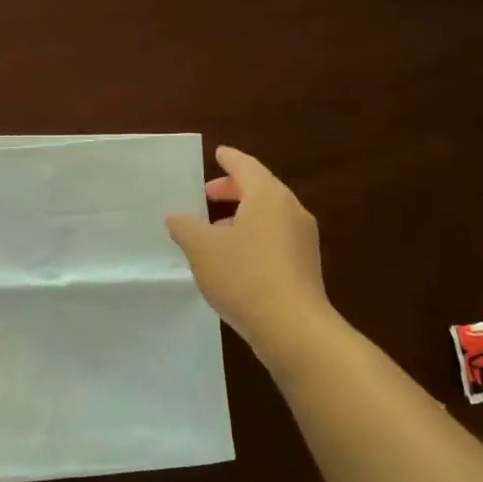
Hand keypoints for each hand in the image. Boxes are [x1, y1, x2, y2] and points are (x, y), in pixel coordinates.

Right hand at [166, 146, 333, 349]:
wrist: (293, 328)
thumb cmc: (244, 276)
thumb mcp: (202, 249)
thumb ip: (185, 227)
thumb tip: (176, 217)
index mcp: (268, 196)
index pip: (246, 166)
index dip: (229, 159)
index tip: (218, 153)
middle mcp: (291, 210)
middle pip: (260, 189)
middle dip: (233, 189)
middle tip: (208, 194)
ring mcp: (303, 239)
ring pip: (269, 215)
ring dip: (242, 216)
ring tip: (215, 230)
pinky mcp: (305, 265)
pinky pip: (276, 237)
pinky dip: (255, 236)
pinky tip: (236, 258)